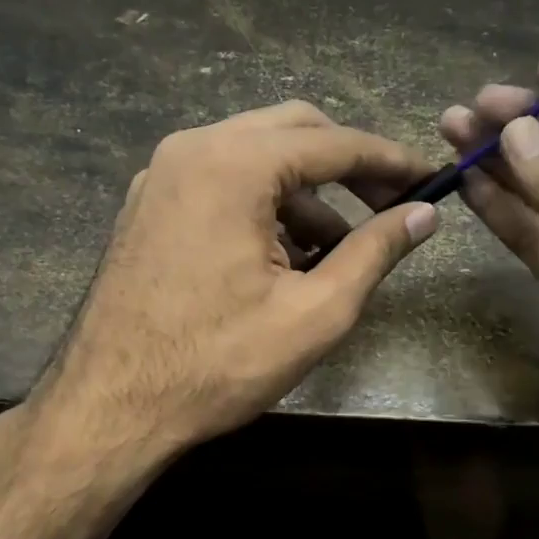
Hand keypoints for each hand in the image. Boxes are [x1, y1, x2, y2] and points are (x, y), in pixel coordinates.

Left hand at [37, 101, 438, 462]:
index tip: (429, 179)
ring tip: (335, 251)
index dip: (390, 161)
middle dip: (346, 166)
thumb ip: (374, 252)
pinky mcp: (147, 203)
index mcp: (234, 164)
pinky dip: (261, 203)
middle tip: (389, 206)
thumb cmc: (217, 363)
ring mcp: (161, 174)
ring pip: (254, 155)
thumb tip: (423, 216)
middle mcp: (193, 148)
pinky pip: (220, 181)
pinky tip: (281, 257)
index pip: (334, 143)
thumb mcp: (315, 313)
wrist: (109, 406)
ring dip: (303, 192)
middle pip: (292, 131)